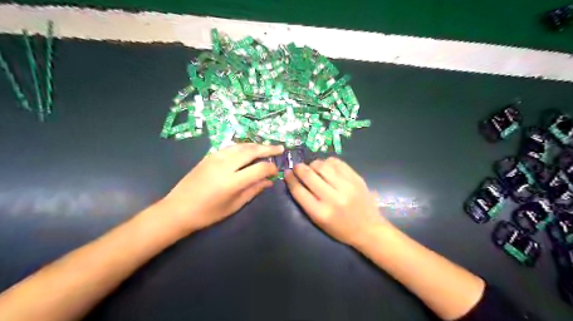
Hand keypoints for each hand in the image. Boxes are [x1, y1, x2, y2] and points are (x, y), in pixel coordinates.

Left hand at [158, 144, 284, 234]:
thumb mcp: (234, 205)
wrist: (177, 209)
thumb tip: (269, 181)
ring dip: (256, 145)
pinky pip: (230, 147)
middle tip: (280, 148)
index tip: (276, 171)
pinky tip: (248, 150)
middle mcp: (225, 165)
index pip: (259, 169)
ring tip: (267, 148)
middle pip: (251, 151)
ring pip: (241, 146)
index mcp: (232, 182)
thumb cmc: (207, 214)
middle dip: (268, 148)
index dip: (271, 168)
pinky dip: (243, 147)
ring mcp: (215, 158)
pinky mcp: (209, 156)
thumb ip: (253, 191)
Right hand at [285, 157, 388, 244]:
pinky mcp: (356, 179)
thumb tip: (296, 180)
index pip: (299, 191)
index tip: (287, 173)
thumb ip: (306, 202)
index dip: (290, 179)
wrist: (369, 229)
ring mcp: (346, 187)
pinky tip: (327, 166)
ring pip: (323, 165)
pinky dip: (328, 162)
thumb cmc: (340, 229)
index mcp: (320, 213)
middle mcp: (333, 198)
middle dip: (299, 168)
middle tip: (297, 167)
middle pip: (309, 175)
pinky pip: (337, 163)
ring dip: (313, 164)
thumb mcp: (319, 222)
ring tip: (312, 167)